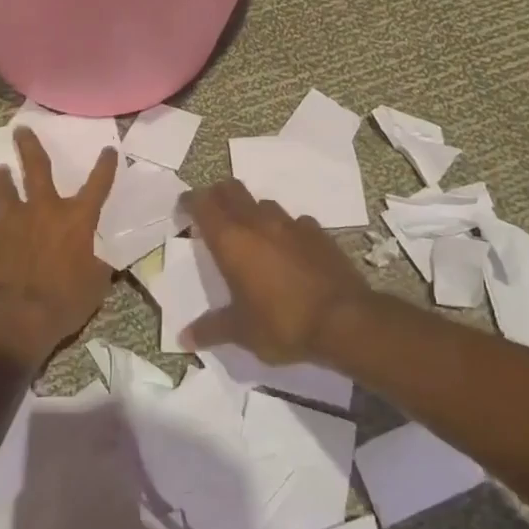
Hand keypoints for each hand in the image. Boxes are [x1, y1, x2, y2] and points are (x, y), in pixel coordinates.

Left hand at [0, 127, 117, 369]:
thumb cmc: (62, 304)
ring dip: (2, 180)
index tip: (108, 150)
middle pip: (37, 168)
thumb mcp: (94, 288)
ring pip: (3, 190)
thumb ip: (96, 269)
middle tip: (21, 129)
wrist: (12, 320)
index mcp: (76, 221)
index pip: (98, 186)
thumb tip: (100, 264)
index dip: (105, 167)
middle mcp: (43, 211)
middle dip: (29, 146)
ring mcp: (9, 222)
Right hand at [181, 180, 372, 365]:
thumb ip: (211, 329)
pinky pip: (294, 222)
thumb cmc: (283, 323)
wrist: (345, 320)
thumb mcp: (242, 332)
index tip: (183, 208)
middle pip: (232, 189)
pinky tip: (288, 248)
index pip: (203, 204)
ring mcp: (291, 224)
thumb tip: (184, 338)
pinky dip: (285, 229)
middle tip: (211, 213)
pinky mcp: (318, 233)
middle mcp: (258, 223)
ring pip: (263, 203)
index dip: (190, 201)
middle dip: (217, 195)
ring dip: (251, 211)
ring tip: (250, 233)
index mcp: (231, 241)